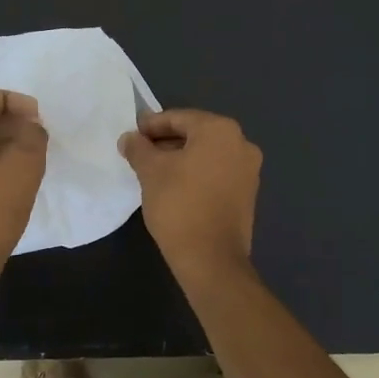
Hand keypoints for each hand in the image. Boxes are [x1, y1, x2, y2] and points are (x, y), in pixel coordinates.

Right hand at [119, 109, 261, 278]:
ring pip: (206, 155)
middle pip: (195, 134)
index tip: (131, 135)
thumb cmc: (179, 204)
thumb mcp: (150, 171)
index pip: (179, 118)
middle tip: (139, 152)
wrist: (211, 259)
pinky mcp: (247, 194)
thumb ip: (138, 148)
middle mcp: (241, 144)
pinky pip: (216, 173)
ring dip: (180, 158)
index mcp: (221, 130)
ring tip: (152, 171)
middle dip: (165, 142)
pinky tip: (174, 187)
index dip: (151, 125)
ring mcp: (248, 171)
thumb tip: (129, 138)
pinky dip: (195, 174)